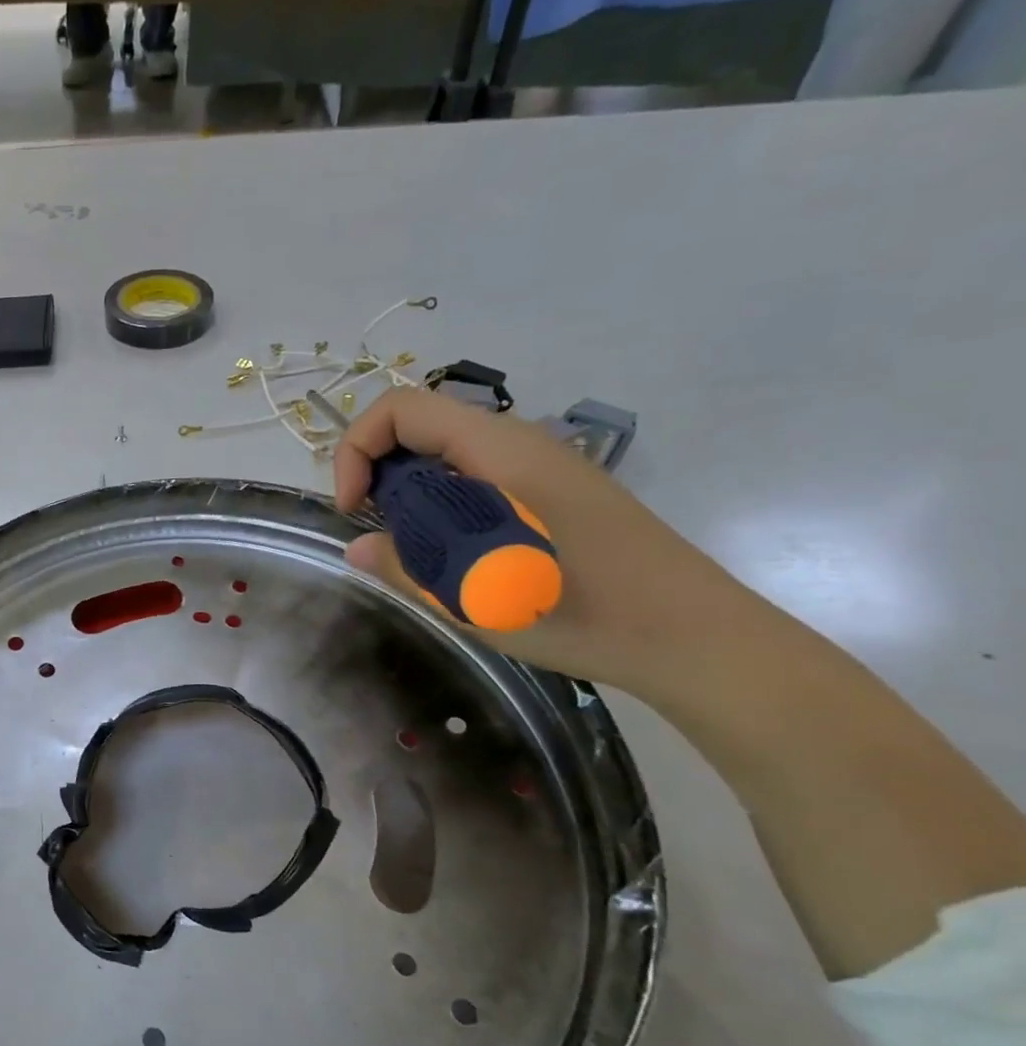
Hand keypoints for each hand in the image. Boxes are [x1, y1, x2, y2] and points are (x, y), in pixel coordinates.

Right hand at [334, 386, 763, 697]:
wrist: (692, 636)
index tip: (353, 510)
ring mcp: (539, 466)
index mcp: (498, 450)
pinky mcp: (552, 492)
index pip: (401, 409)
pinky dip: (444, 504)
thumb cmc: (580, 611)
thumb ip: (405, 565)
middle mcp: (517, 443)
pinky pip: (476, 477)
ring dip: (410, 492)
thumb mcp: (473, 596)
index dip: (358, 449)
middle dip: (379, 471)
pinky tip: (454, 553)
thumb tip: (357, 549)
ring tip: (412, 548)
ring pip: (447, 454)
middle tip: (377, 531)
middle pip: (420, 427)